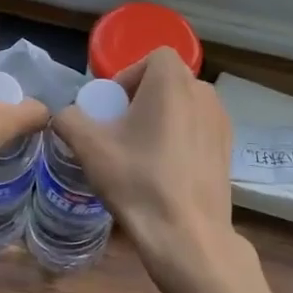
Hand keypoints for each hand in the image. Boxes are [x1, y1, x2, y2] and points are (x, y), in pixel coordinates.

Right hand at [54, 48, 266, 292]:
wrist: (188, 235)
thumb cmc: (138, 181)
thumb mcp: (90, 148)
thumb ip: (69, 120)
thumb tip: (64, 115)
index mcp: (173, 81)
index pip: (152, 57)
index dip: (128, 77)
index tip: (112, 108)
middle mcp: (204, 92)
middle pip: (167, 81)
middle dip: (142, 99)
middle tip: (120, 130)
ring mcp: (222, 121)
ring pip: (184, 106)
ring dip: (161, 118)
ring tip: (141, 152)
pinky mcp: (228, 148)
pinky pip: (198, 129)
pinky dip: (180, 138)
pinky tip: (164, 171)